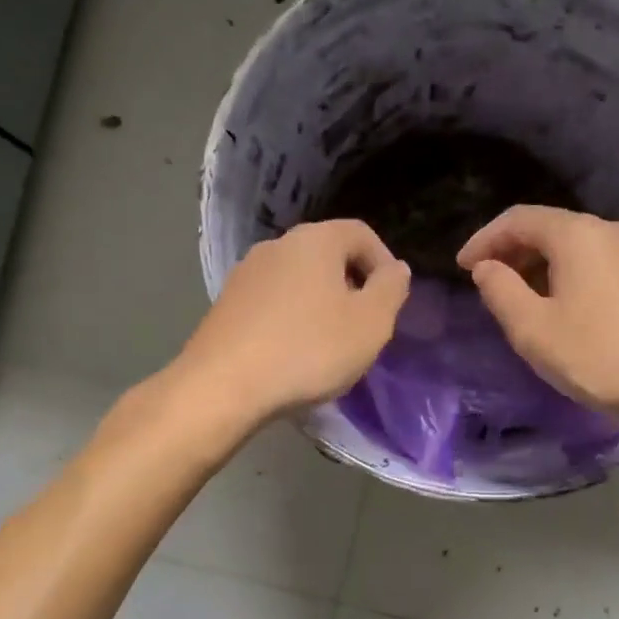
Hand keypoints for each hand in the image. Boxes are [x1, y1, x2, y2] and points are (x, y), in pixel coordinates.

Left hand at [176, 219, 410, 423]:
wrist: (223, 386)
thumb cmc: (309, 349)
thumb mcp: (370, 323)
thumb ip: (391, 290)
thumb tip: (396, 269)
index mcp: (315, 240)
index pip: (361, 233)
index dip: (383, 263)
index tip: (391, 301)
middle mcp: (277, 246)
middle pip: (327, 254)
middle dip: (351, 285)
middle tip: (363, 325)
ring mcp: (245, 274)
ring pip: (298, 280)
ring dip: (320, 304)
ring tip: (329, 344)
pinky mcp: (225, 305)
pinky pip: (272, 302)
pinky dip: (291, 319)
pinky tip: (293, 354)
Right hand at [457, 206, 618, 423]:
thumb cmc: (601, 356)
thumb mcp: (534, 330)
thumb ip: (501, 292)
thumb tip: (487, 267)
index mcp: (576, 235)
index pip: (518, 219)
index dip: (484, 239)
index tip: (462, 267)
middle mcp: (609, 230)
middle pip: (549, 228)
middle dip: (512, 251)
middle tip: (489, 283)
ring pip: (576, 246)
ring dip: (541, 265)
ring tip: (523, 299)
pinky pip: (599, 262)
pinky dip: (571, 274)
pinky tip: (567, 306)